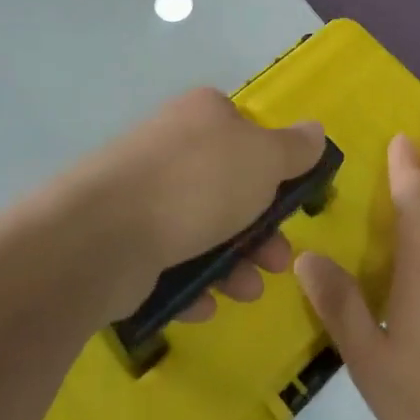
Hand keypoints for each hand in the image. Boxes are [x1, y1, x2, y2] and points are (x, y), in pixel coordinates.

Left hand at [58, 88, 325, 324]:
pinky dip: (191, 283)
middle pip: (230, 189)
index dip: (274, 170)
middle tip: (277, 261)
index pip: (248, 134)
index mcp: (204, 116)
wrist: (104, 235)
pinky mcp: (121, 238)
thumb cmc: (199, 186)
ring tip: (245, 291)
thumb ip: (295, 148)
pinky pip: (168, 261)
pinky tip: (203, 303)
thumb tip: (315, 131)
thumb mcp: (264, 159)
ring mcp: (142, 194)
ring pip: (202, 230)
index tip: (290, 204)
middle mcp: (171, 147)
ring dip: (233, 264)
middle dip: (260, 231)